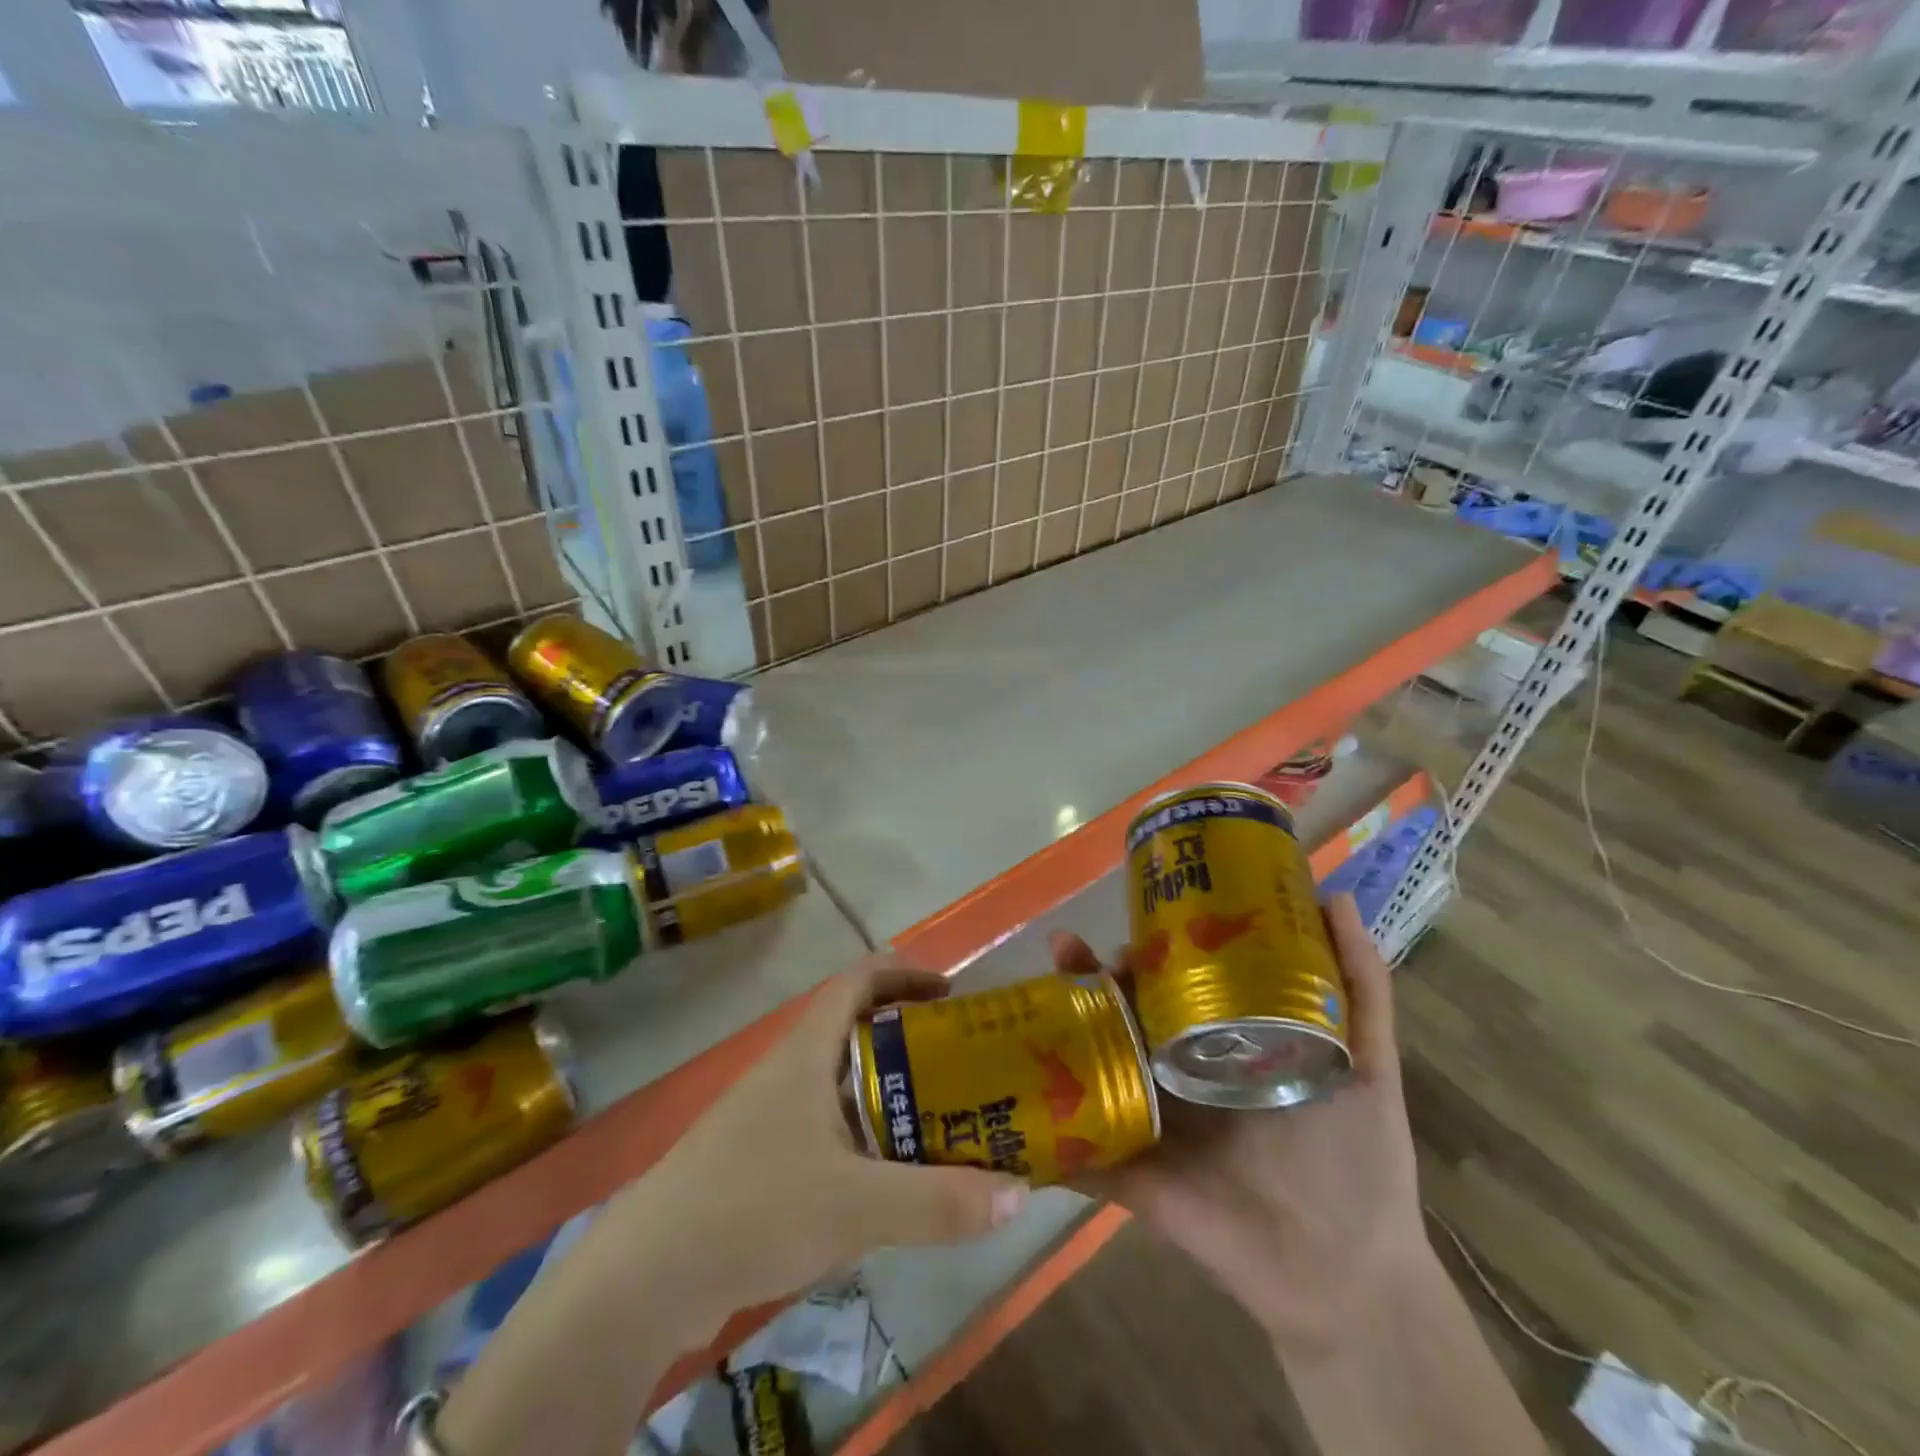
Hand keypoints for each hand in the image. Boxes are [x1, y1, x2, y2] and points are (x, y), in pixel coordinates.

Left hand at [609, 953, 1029, 1335]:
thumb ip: (939, 1201)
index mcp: (808, 1050)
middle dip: (914, 1042)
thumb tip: (1021, 1194)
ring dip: (893, 1095)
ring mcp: (772, 1115)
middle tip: (966, 1067)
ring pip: (846, 1085)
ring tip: (945, 1122)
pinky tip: (893, 1181)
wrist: (646, 1279)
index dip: (906, 973)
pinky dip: (868, 1139)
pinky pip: (830, 1130)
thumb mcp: (857, 1204)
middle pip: (860, 1032)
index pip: (860, 980)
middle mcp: (790, 1070)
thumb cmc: (753, 1206)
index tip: (953, 994)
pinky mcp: (762, 1160)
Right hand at [1050, 894, 1428, 1358]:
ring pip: (1090, 1062)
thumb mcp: (1366, 1060)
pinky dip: (1041, 1122)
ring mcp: (1146, 1120)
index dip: (1143, 951)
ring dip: (1057, 1026)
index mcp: (1218, 1045)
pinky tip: (1004, 1080)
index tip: (1129, 922)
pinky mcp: (1126, 1171)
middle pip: (1120, 1015)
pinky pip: (1076, 1145)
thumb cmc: (1355, 1158)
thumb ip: (1359, 986)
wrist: (1346, 1274)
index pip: (1169, 985)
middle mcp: (1174, 1073)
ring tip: (1043, 989)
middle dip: (1087, 976)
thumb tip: (1334, 894)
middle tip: (1068, 948)